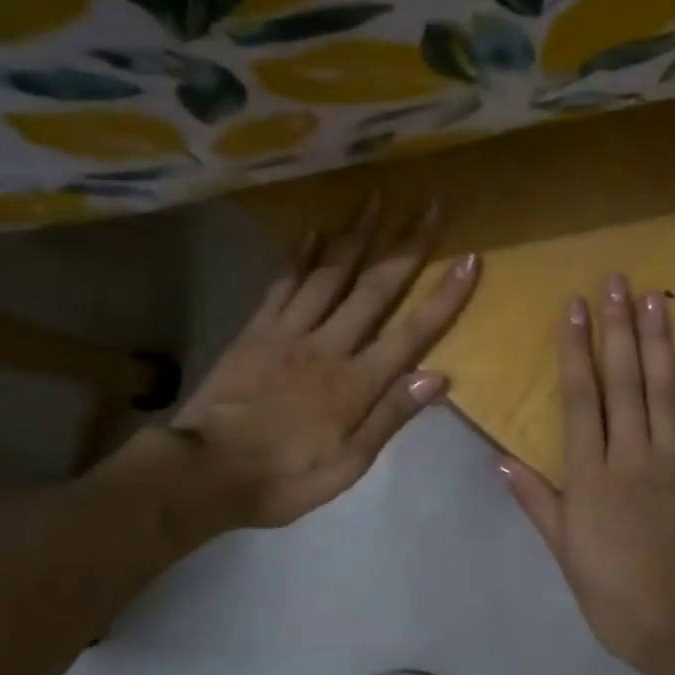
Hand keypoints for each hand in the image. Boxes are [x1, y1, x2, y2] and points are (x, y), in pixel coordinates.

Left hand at [110, 195, 478, 536]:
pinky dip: (299, 254)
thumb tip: (439, 376)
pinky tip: (312, 228)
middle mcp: (329, 345)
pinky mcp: (256, 329)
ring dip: (356, 233)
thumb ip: (391, 416)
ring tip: (376, 197)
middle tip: (429, 206)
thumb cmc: (285, 477)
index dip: (444, 296)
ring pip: (330, 273)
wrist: (205, 472)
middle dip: (407, 246)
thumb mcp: (348, 465)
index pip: (413, 332)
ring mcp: (289, 331)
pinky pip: (282, 283)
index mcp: (356, 382)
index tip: (470, 259)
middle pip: (375, 288)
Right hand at [498, 275, 674, 674]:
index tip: (575, 308)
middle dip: (617, 329)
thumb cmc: (614, 595)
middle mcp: (633, 457)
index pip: (581, 399)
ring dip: (659, 343)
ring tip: (655, 300)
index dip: (576, 350)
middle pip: (624, 383)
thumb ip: (535, 499)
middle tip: (616, 282)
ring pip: (665, 393)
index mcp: (592, 475)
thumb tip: (498, 457)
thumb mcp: (564, 552)